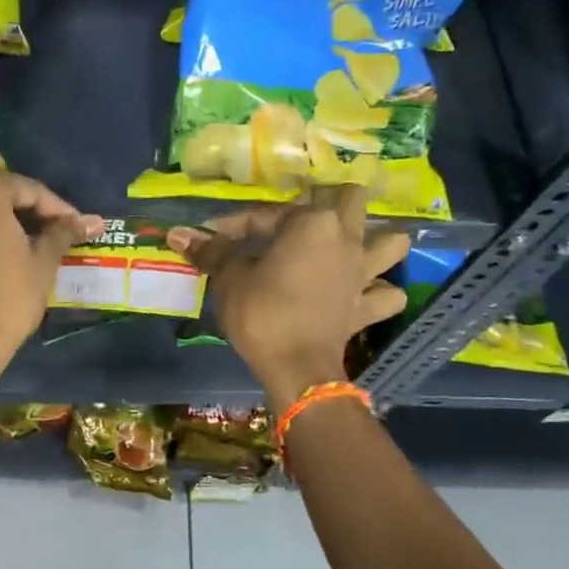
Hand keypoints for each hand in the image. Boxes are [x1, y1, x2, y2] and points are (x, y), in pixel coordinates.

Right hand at [168, 186, 410, 409]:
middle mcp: (346, 239)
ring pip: (391, 242)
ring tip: (353, 247)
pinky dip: (380, 293)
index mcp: (311, 223)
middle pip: (352, 200)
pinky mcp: (368, 307)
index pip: (266, 213)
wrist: (296, 368)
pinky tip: (364, 294)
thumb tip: (177, 233)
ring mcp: (364, 273)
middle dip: (332, 201)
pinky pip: (388, 295)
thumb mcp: (229, 278)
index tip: (212, 237)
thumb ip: (212, 251)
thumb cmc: (261, 313)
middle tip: (303, 218)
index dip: (235, 224)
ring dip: (376, 241)